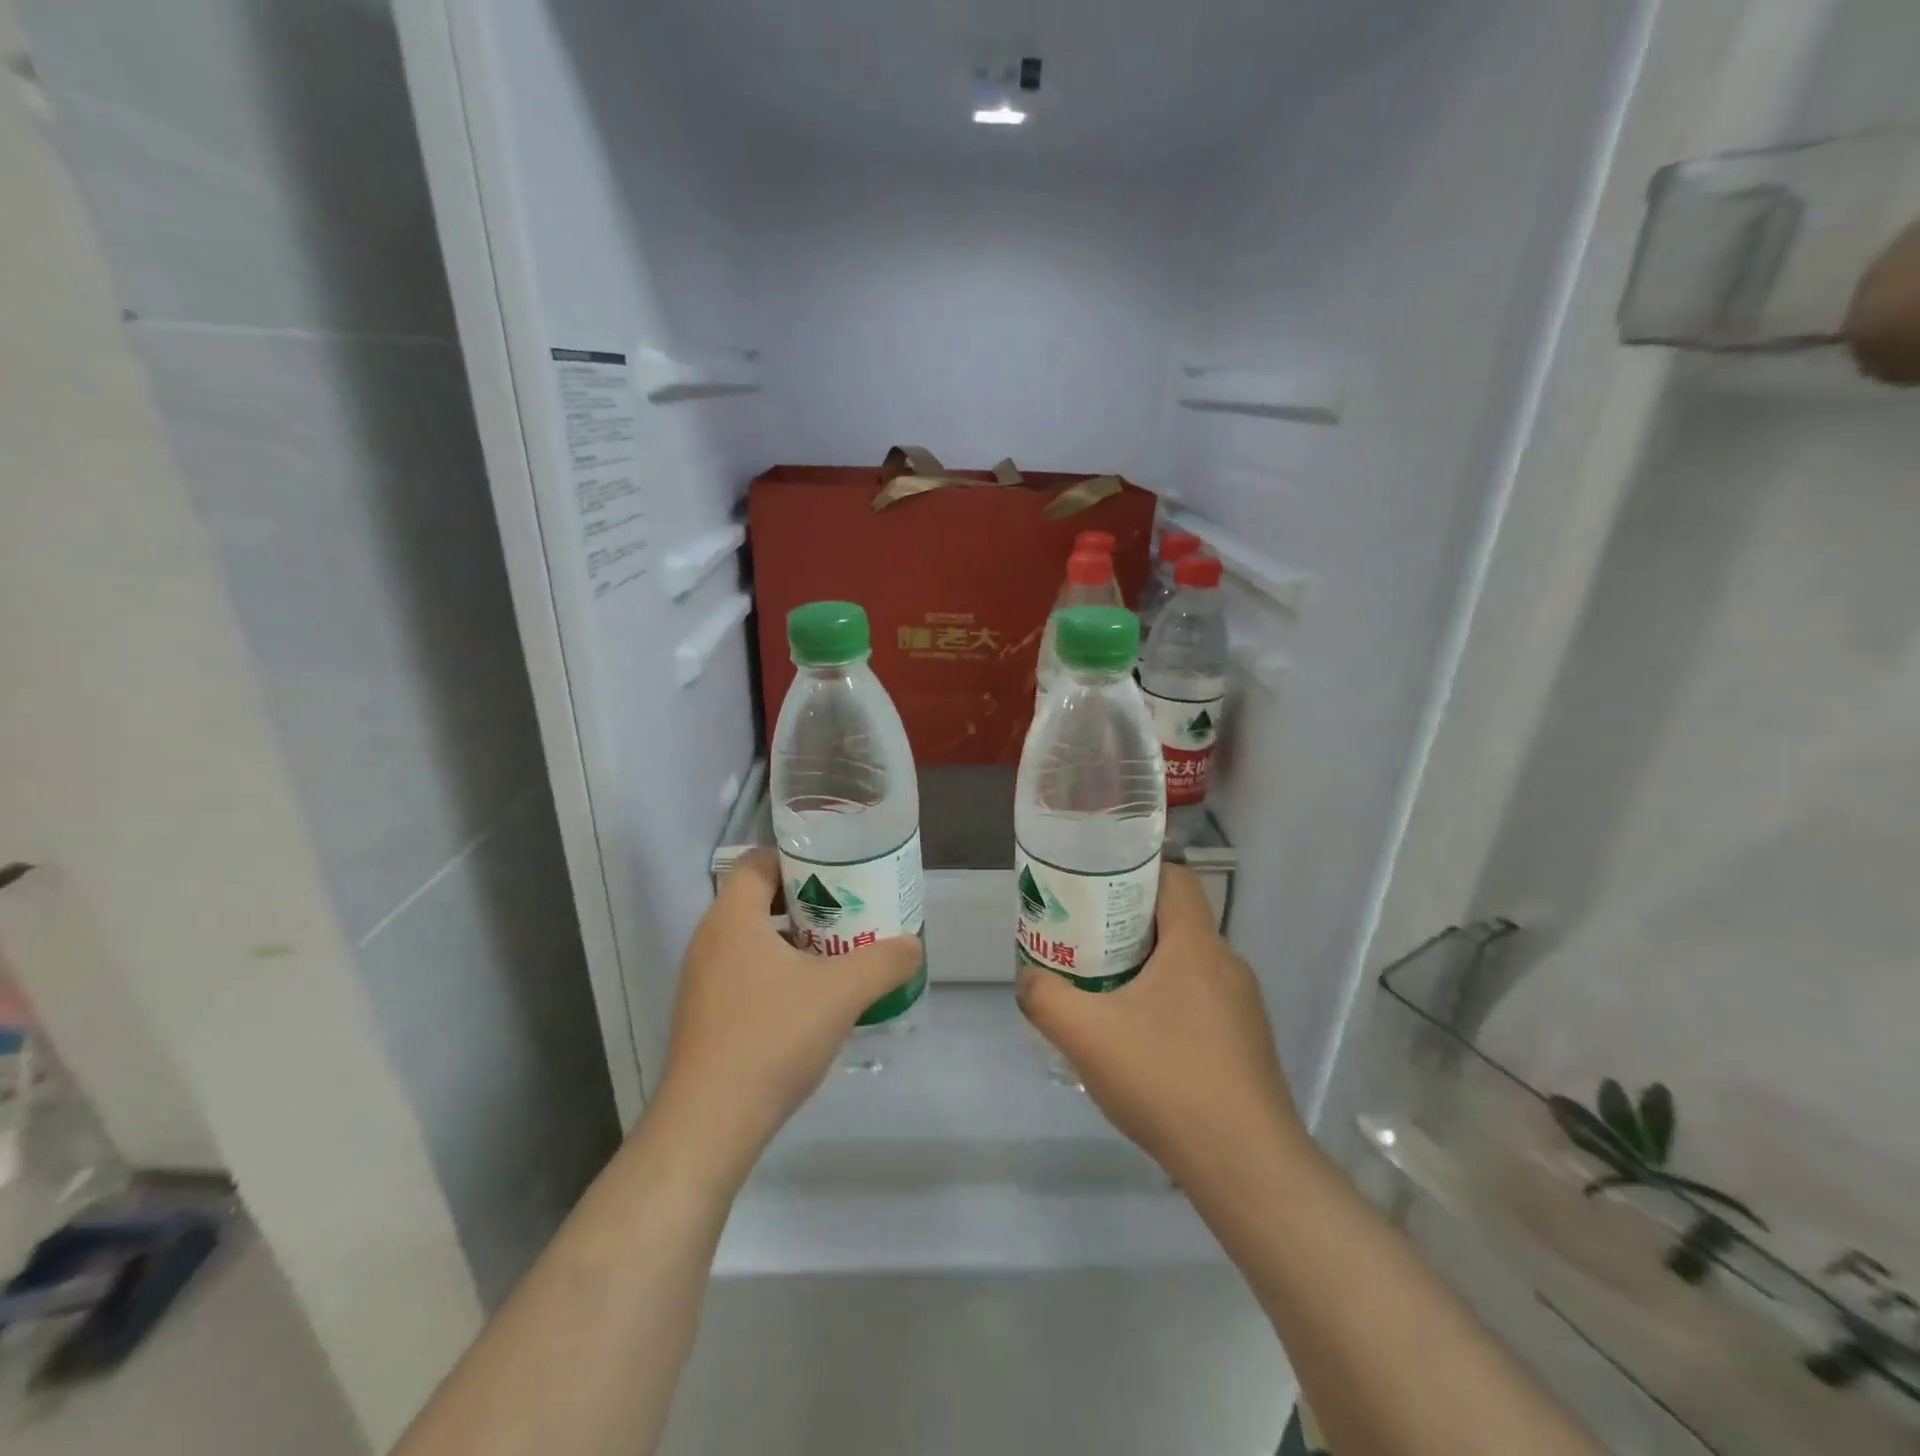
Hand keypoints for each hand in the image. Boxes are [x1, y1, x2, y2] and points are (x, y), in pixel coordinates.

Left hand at [650, 849, 920, 1182]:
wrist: (710, 1124)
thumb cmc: (772, 1037)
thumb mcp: (842, 992)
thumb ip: (884, 961)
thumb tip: (912, 944)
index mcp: (732, 919)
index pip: (757, 863)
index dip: (796, 858)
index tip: (835, 871)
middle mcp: (709, 941)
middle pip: (756, 900)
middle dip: (804, 901)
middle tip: (846, 910)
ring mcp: (701, 982)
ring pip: (751, 940)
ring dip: (792, 939)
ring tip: (836, 952)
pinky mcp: (705, 1016)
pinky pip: (744, 973)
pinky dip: (777, 972)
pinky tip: (811, 999)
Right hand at [1016, 863, 1307, 1181]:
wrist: (1246, 1167)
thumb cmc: (1167, 1080)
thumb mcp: (1086, 1034)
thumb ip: (1045, 997)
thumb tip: (1029, 978)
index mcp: (1197, 946)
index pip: (1174, 878)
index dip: (1134, 874)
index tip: (1095, 893)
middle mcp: (1227, 966)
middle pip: (1174, 923)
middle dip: (1126, 927)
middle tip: (1085, 946)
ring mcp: (1243, 1008)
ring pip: (1186, 967)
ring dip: (1146, 971)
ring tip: (1105, 997)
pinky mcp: (1246, 1045)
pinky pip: (1200, 1004)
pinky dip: (1167, 1007)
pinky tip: (1140, 1047)